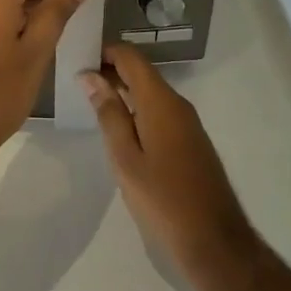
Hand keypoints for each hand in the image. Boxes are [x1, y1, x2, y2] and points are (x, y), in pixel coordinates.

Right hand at [78, 44, 256, 277]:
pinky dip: (137, 108)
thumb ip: (108, 114)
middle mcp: (177, 104)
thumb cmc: (162, 198)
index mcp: (160, 102)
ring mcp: (187, 122)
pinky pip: (159, 110)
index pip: (131, 57)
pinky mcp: (190, 140)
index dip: (105, 52)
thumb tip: (90, 76)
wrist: (213, 239)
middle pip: (141, 72)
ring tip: (92, 102)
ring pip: (150, 92)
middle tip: (77, 81)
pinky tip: (119, 127)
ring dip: (123, 91)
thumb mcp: (125, 157)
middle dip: (111, 71)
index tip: (78, 58)